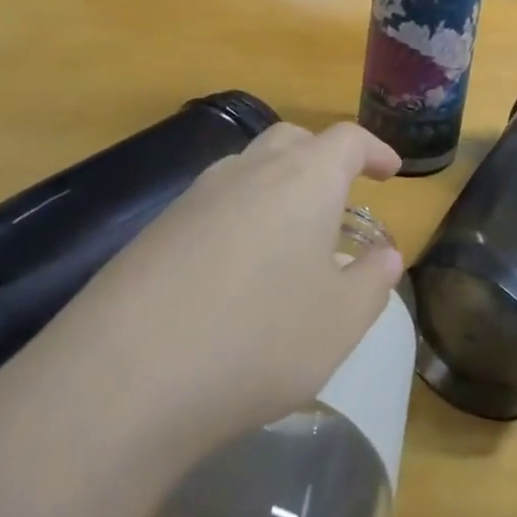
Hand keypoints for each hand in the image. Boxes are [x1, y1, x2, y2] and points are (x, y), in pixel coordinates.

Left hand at [72, 122, 403, 452]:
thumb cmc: (258, 339)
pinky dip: (239, 216)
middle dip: (324, 158)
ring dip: (279, 185)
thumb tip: (385, 254)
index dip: (375, 150)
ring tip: (290, 234)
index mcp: (304, 177)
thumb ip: (373, 281)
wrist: (125, 376)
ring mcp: (197, 195)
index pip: (348, 139)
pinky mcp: (157, 228)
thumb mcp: (340, 322)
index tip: (391, 171)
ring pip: (250, 167)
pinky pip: (214, 203)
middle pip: (294, 139)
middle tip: (340, 196)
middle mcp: (250, 169)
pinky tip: (235, 268)